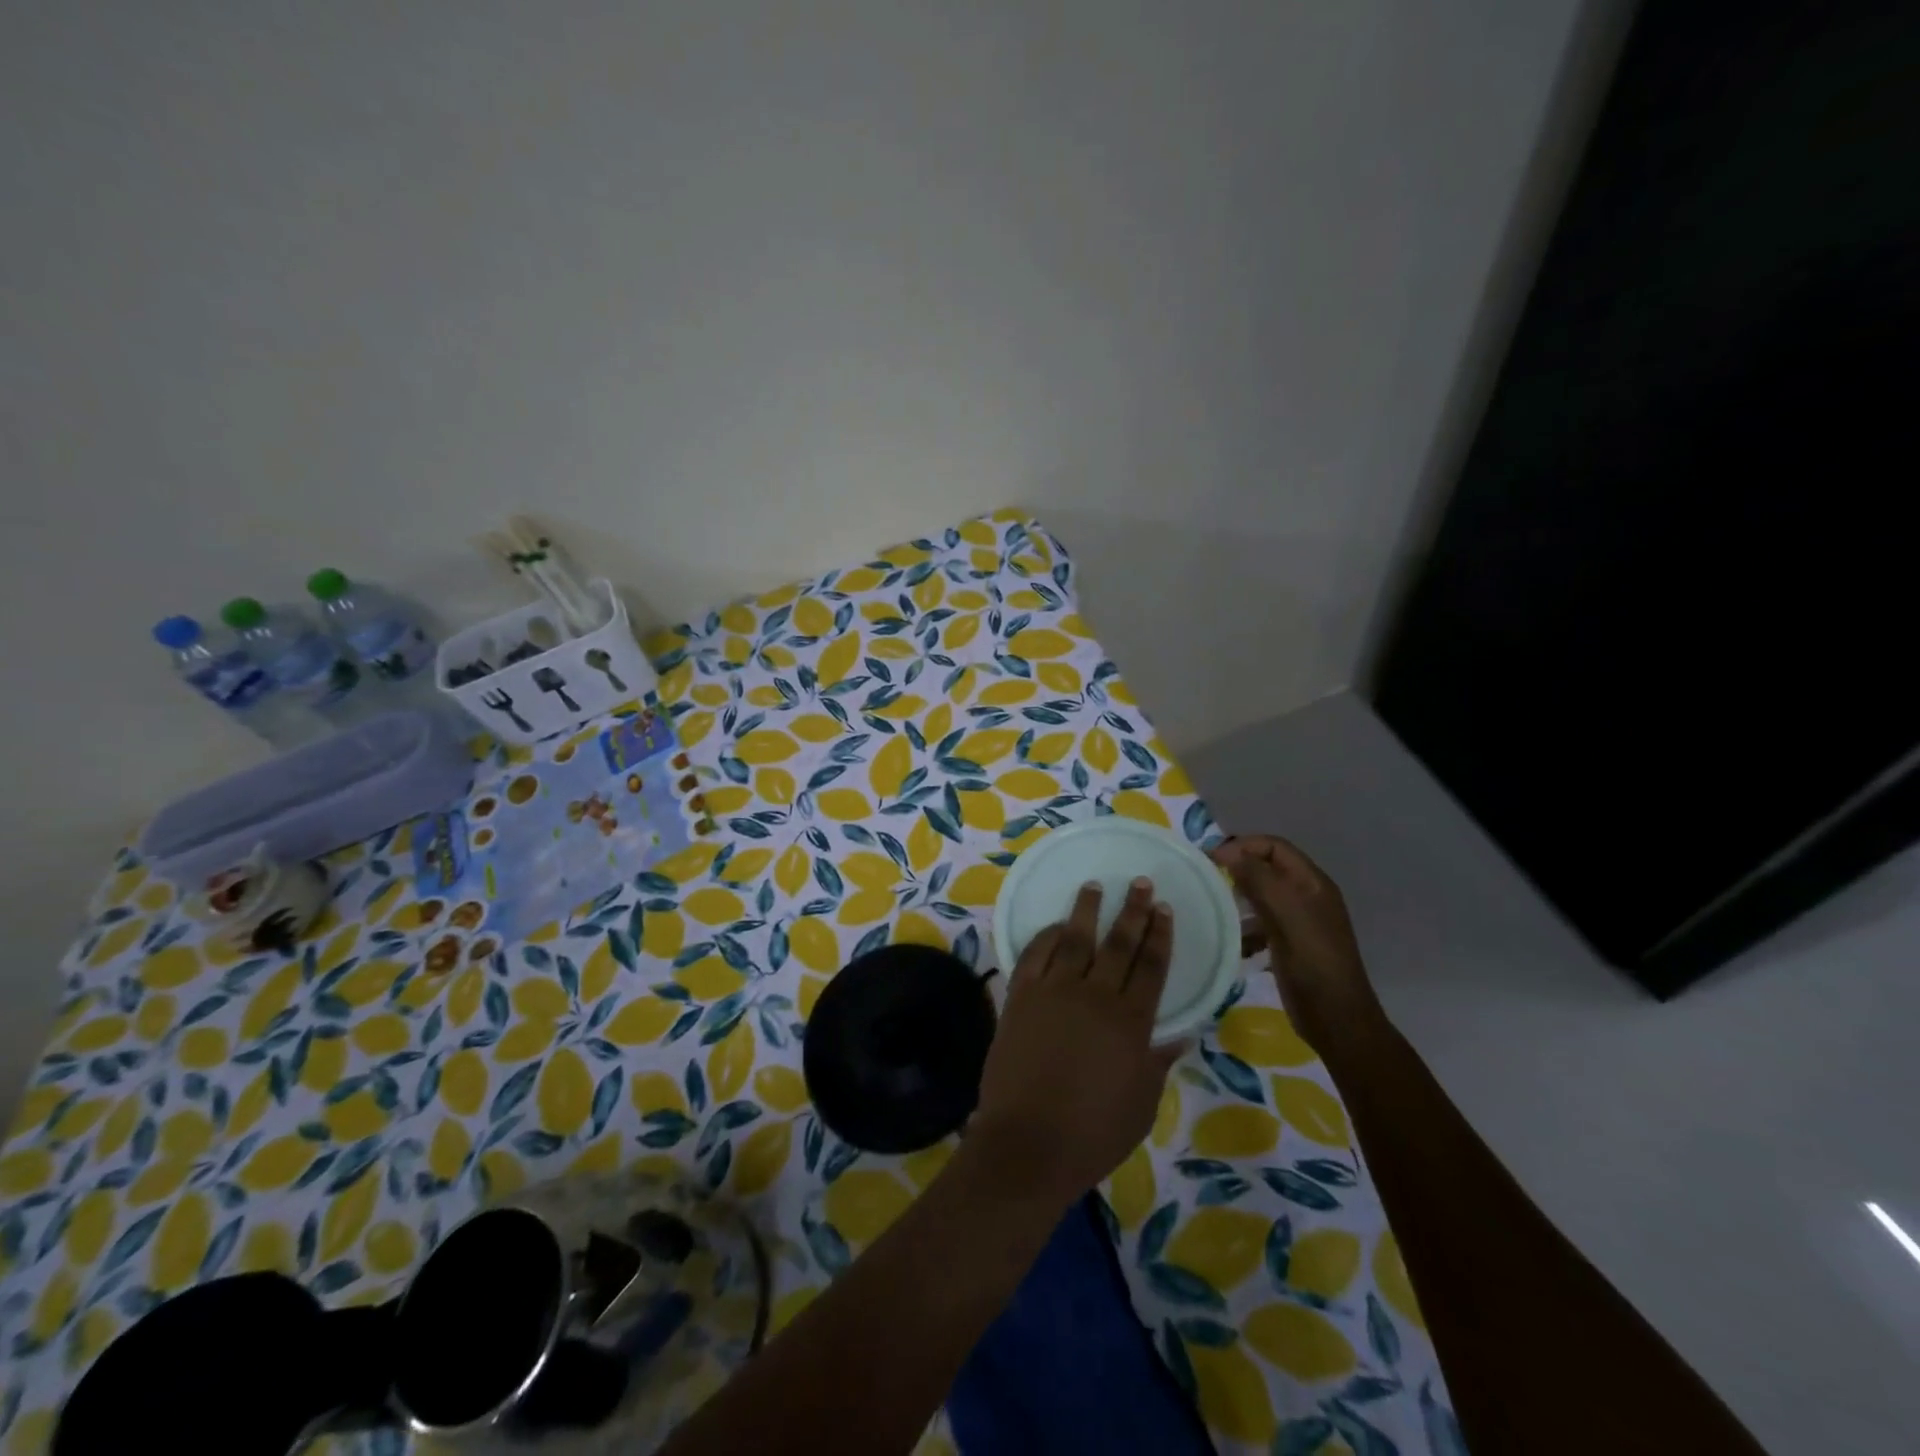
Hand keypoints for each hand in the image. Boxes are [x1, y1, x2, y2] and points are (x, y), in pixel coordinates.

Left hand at [969, 880, 1180, 1209]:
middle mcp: (1095, 996)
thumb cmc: (1093, 1133)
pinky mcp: (1021, 996)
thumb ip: (1156, 1063)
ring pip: (1075, 939)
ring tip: (1095, 886)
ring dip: (1087, 910)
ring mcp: (1054, 992)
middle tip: (1141, 883)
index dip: (1160, 935)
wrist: (1028, 1143)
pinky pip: (1035, 955)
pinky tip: (1056, 926)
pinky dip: (1047, 936)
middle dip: (1133, 911)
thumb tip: (1178, 1034)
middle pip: (1119, 943)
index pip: (1151, 967)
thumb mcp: (1141, 1105)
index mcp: (1131, 1023)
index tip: (1165, 910)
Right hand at [1210, 835, 1384, 1053]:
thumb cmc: (1313, 961)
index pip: (1274, 847)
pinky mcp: (1288, 945)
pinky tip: (1229, 939)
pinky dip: (1243, 926)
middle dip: (1237, 869)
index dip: (1243, 846)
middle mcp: (1306, 896)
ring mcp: (1298, 922)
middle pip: (1267, 868)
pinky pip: (1260, 923)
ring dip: (1237, 898)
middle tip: (1206, 880)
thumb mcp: (1286, 914)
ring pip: (1261, 896)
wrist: (1336, 1018)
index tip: (1211, 860)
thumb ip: (1259, 879)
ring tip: (1212, 908)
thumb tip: (1229, 854)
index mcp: (1312, 883)